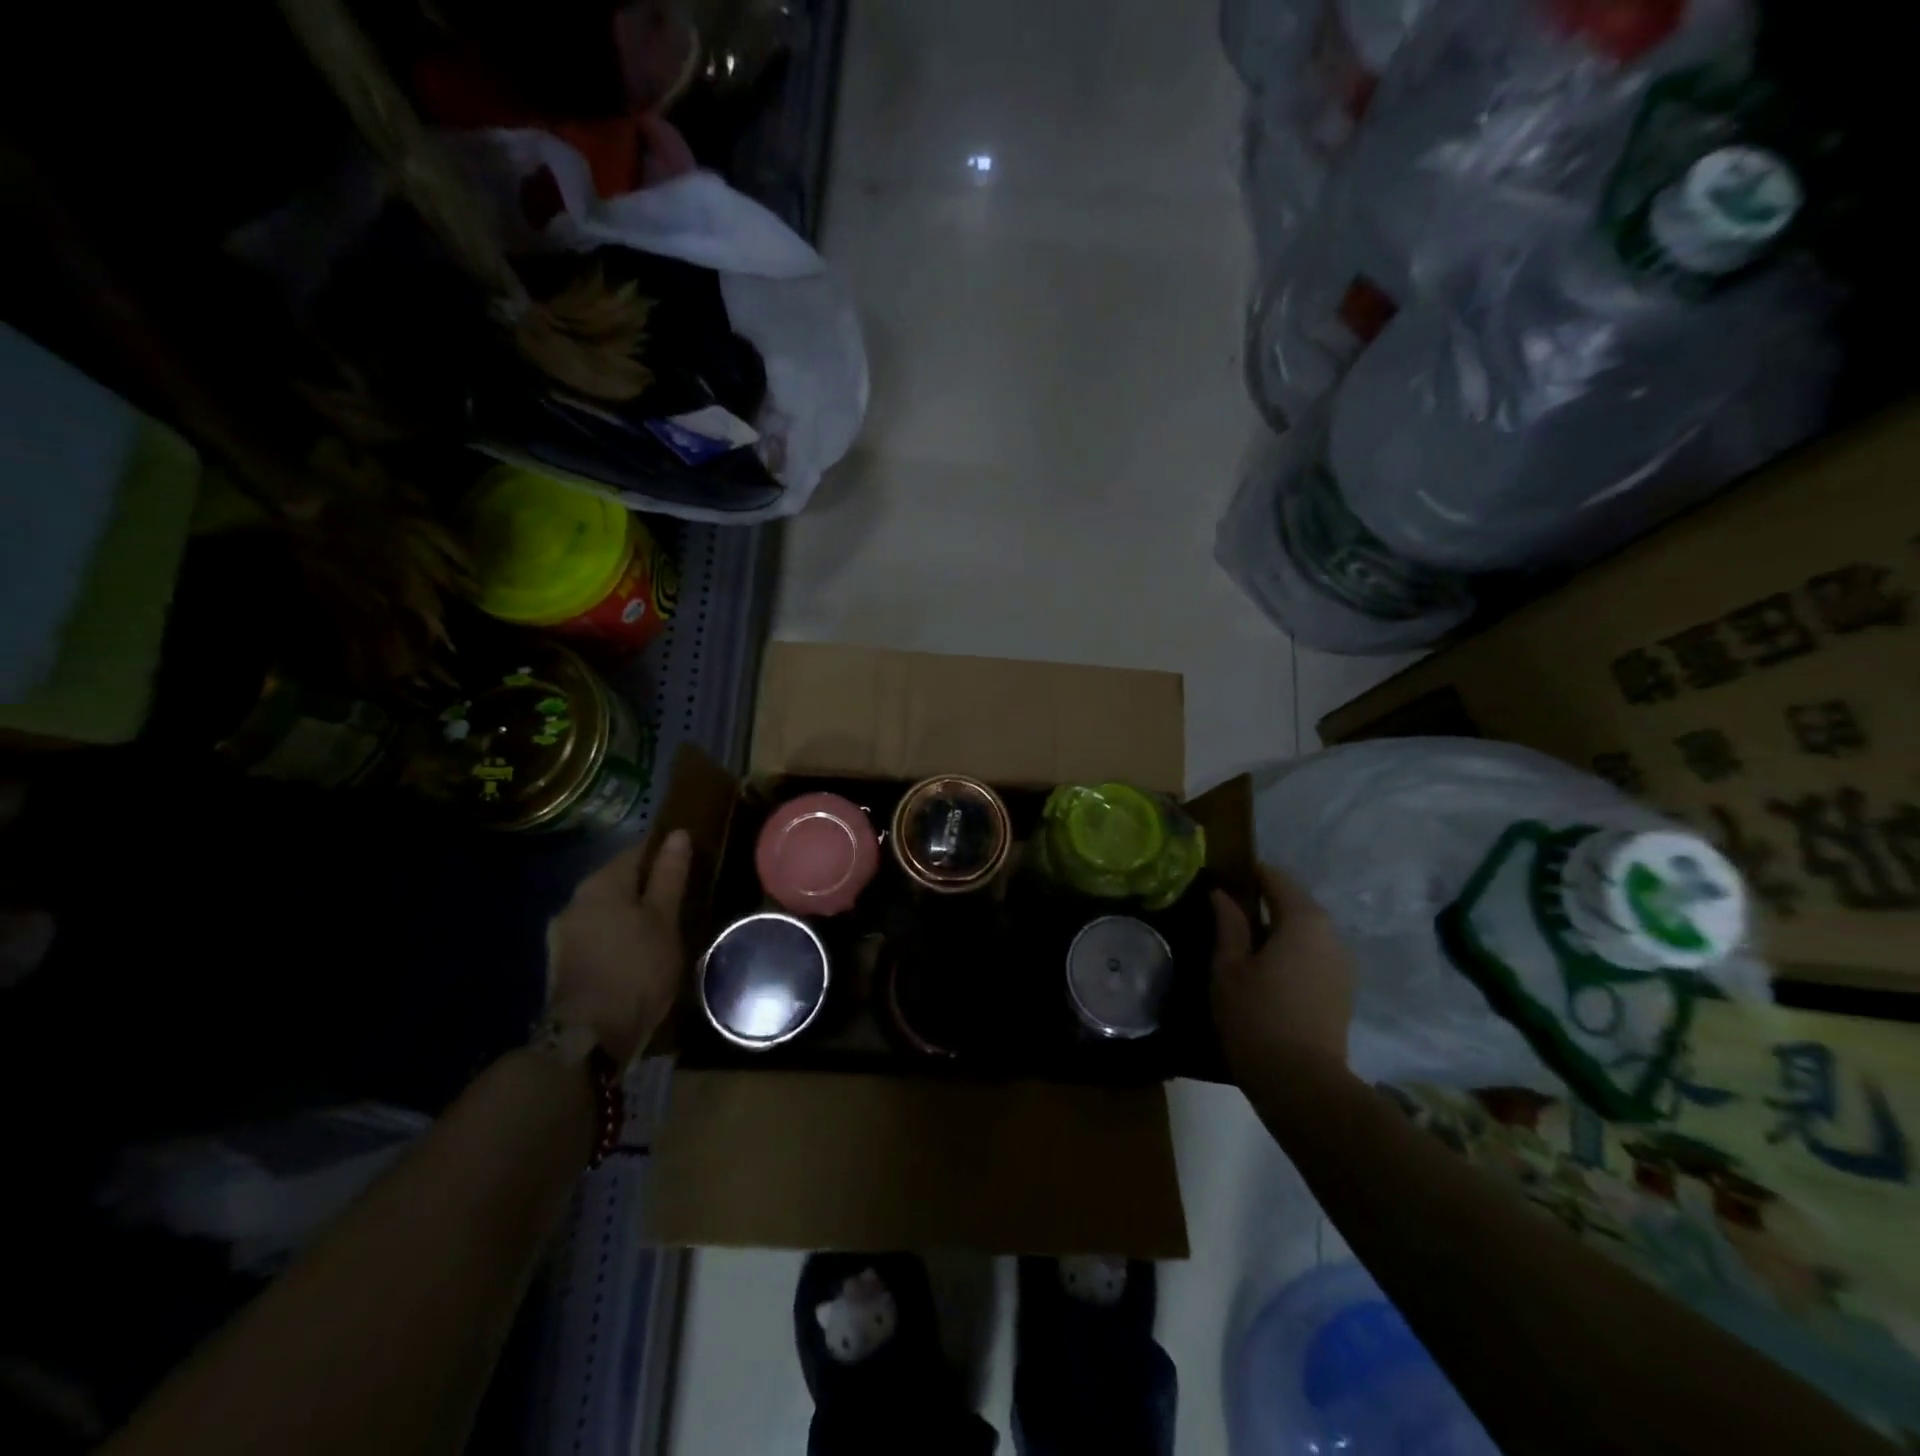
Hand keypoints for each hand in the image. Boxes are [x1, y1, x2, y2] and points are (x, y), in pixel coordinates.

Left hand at [549, 828, 692, 1065]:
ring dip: (631, 914)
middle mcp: (575, 900)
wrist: (590, 1036)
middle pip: (619, 881)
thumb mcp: (665, 919)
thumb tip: (677, 834)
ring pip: (606, 910)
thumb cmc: (637, 968)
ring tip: (662, 930)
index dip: (664, 855)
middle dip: (647, 887)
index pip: (637, 851)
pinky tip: (636, 954)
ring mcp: (563, 933)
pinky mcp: (562, 963)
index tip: (689, 868)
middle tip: (681, 902)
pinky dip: (617, 937)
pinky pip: (596, 935)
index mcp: (601, 883)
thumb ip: (670, 875)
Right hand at [1211, 864, 1354, 1077]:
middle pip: (1294, 904)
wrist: (1303, 1085)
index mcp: (1304, 920)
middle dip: (1261, 903)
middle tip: (1224, 916)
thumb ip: (1228, 924)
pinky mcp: (1342, 990)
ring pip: (1304, 932)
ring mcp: (1342, 964)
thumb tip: (1222, 894)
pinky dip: (1290, 953)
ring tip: (1241, 946)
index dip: (1247, 874)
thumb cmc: (1256, 1017)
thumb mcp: (1229, 967)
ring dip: (1276, 930)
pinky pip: (1313, 955)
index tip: (1220, 880)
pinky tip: (1264, 973)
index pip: (1275, 878)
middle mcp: (1331, 934)